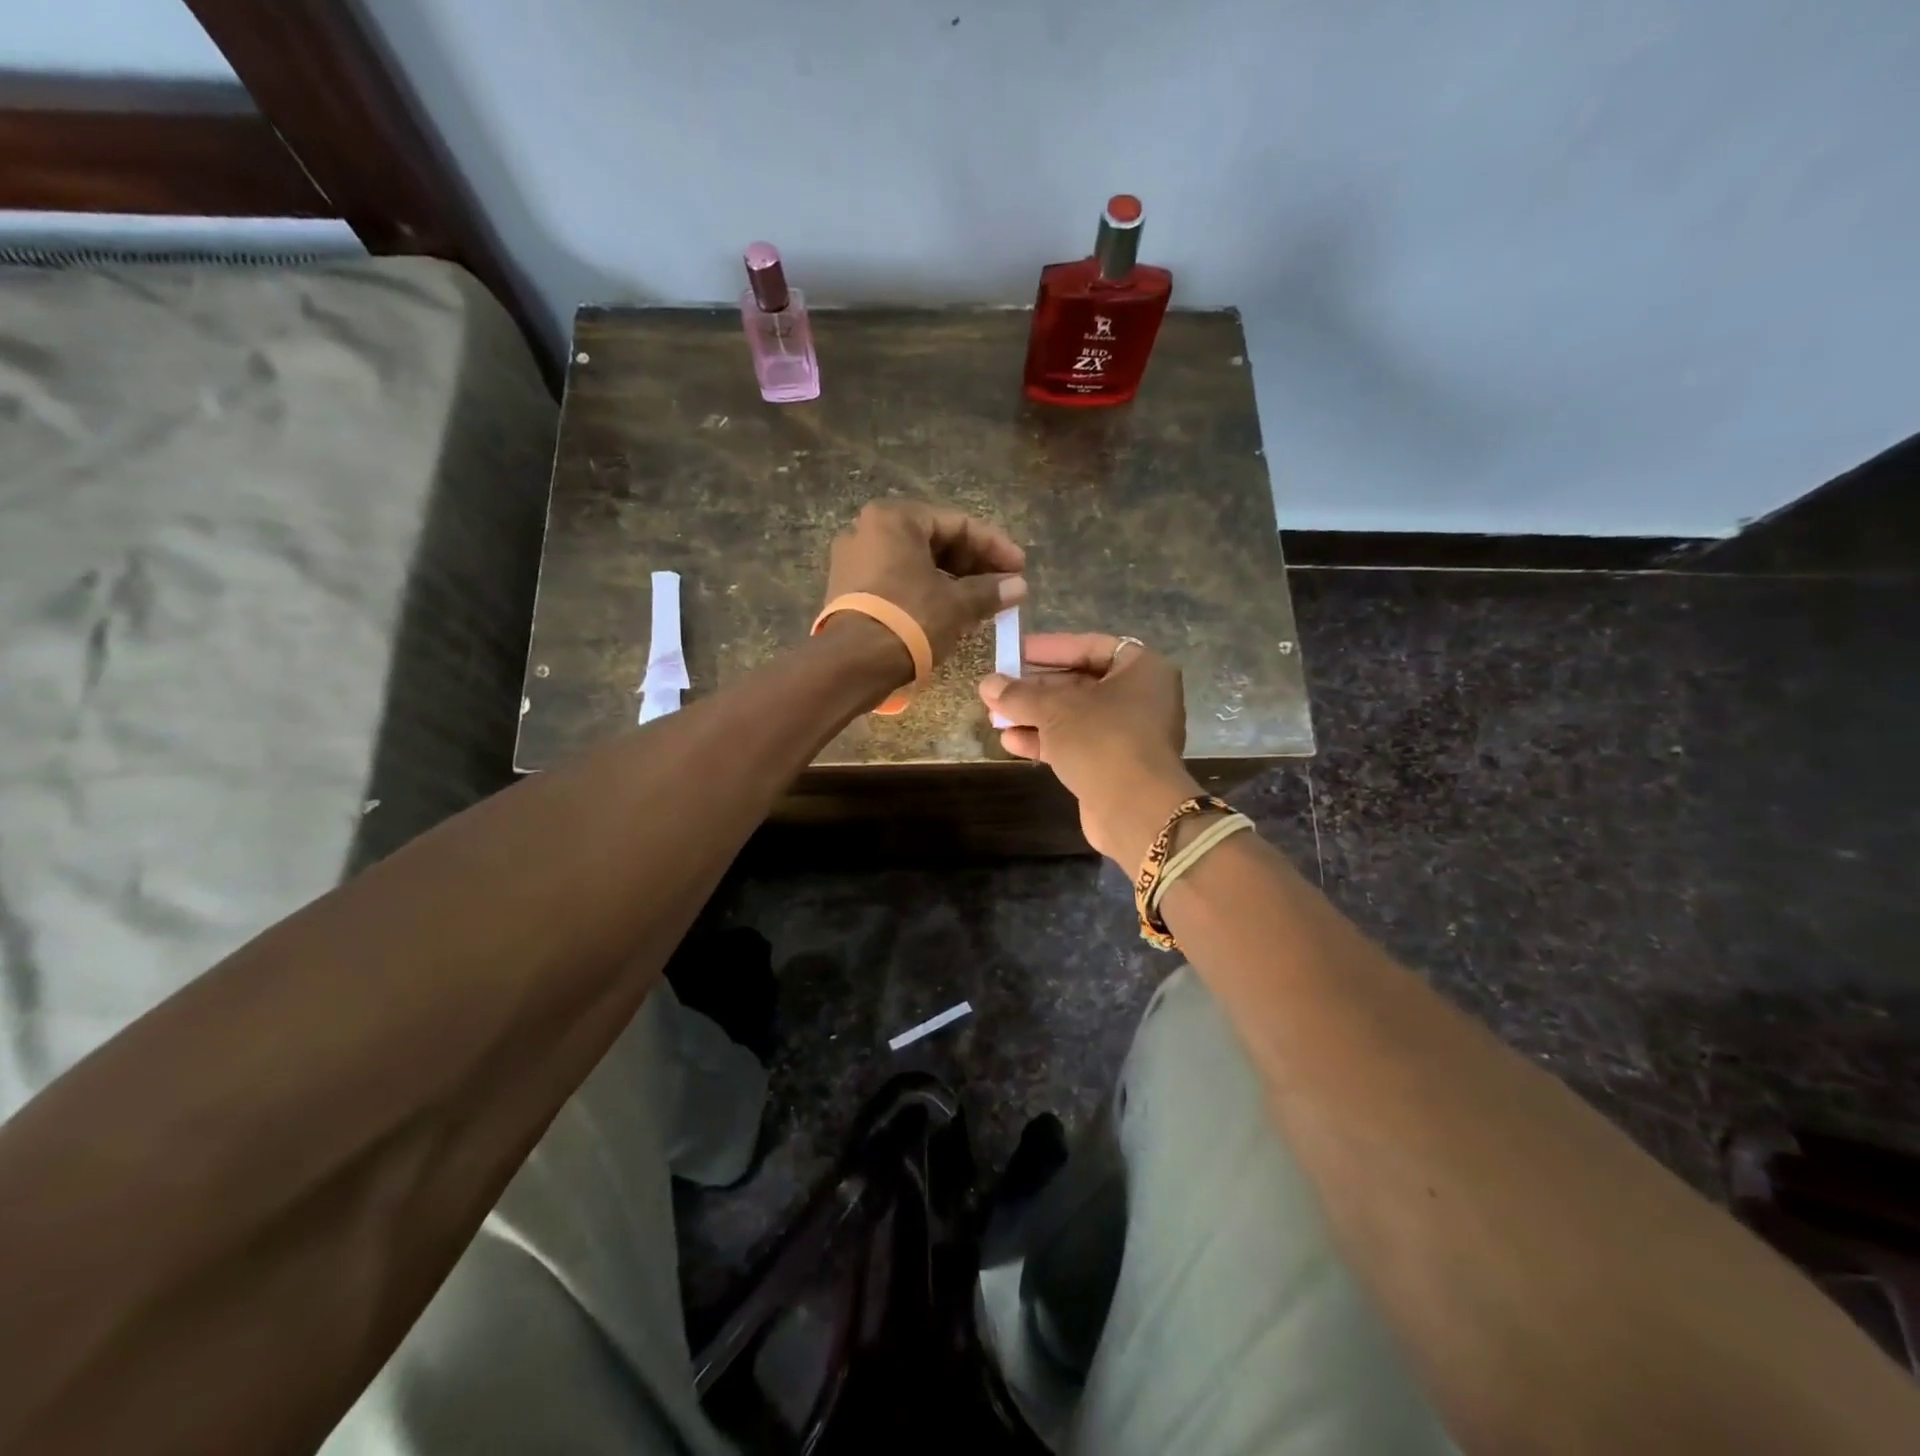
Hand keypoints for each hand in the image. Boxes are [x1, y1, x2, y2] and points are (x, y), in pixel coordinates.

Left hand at [821, 500, 1026, 664]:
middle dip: (973, 566)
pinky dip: (925, 592)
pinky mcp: (847, 590)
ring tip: (981, 605)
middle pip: (934, 541)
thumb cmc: (909, 620)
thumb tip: (1019, 586)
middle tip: (1001, 588)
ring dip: (952, 582)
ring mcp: (852, 560)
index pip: (958, 524)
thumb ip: (990, 590)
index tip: (1020, 568)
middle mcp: (867, 529)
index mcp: (894, 518)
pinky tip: (950, 614)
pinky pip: (896, 581)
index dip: (995, 547)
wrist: (852, 664)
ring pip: (915, 564)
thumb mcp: (957, 603)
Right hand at [978, 633, 1201, 865]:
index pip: (1090, 647)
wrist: (1135, 810)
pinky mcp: (1114, 766)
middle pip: (1080, 683)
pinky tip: (1010, 741)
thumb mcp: (1054, 709)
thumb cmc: (1101, 740)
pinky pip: (1077, 744)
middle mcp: (1141, 698)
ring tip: (995, 716)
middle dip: (1035, 688)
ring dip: (1034, 717)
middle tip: (998, 688)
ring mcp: (1129, 735)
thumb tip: (987, 683)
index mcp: (1142, 670)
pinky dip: (1046, 741)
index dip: (1051, 648)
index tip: (1016, 651)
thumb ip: (1019, 694)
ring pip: (1075, 717)